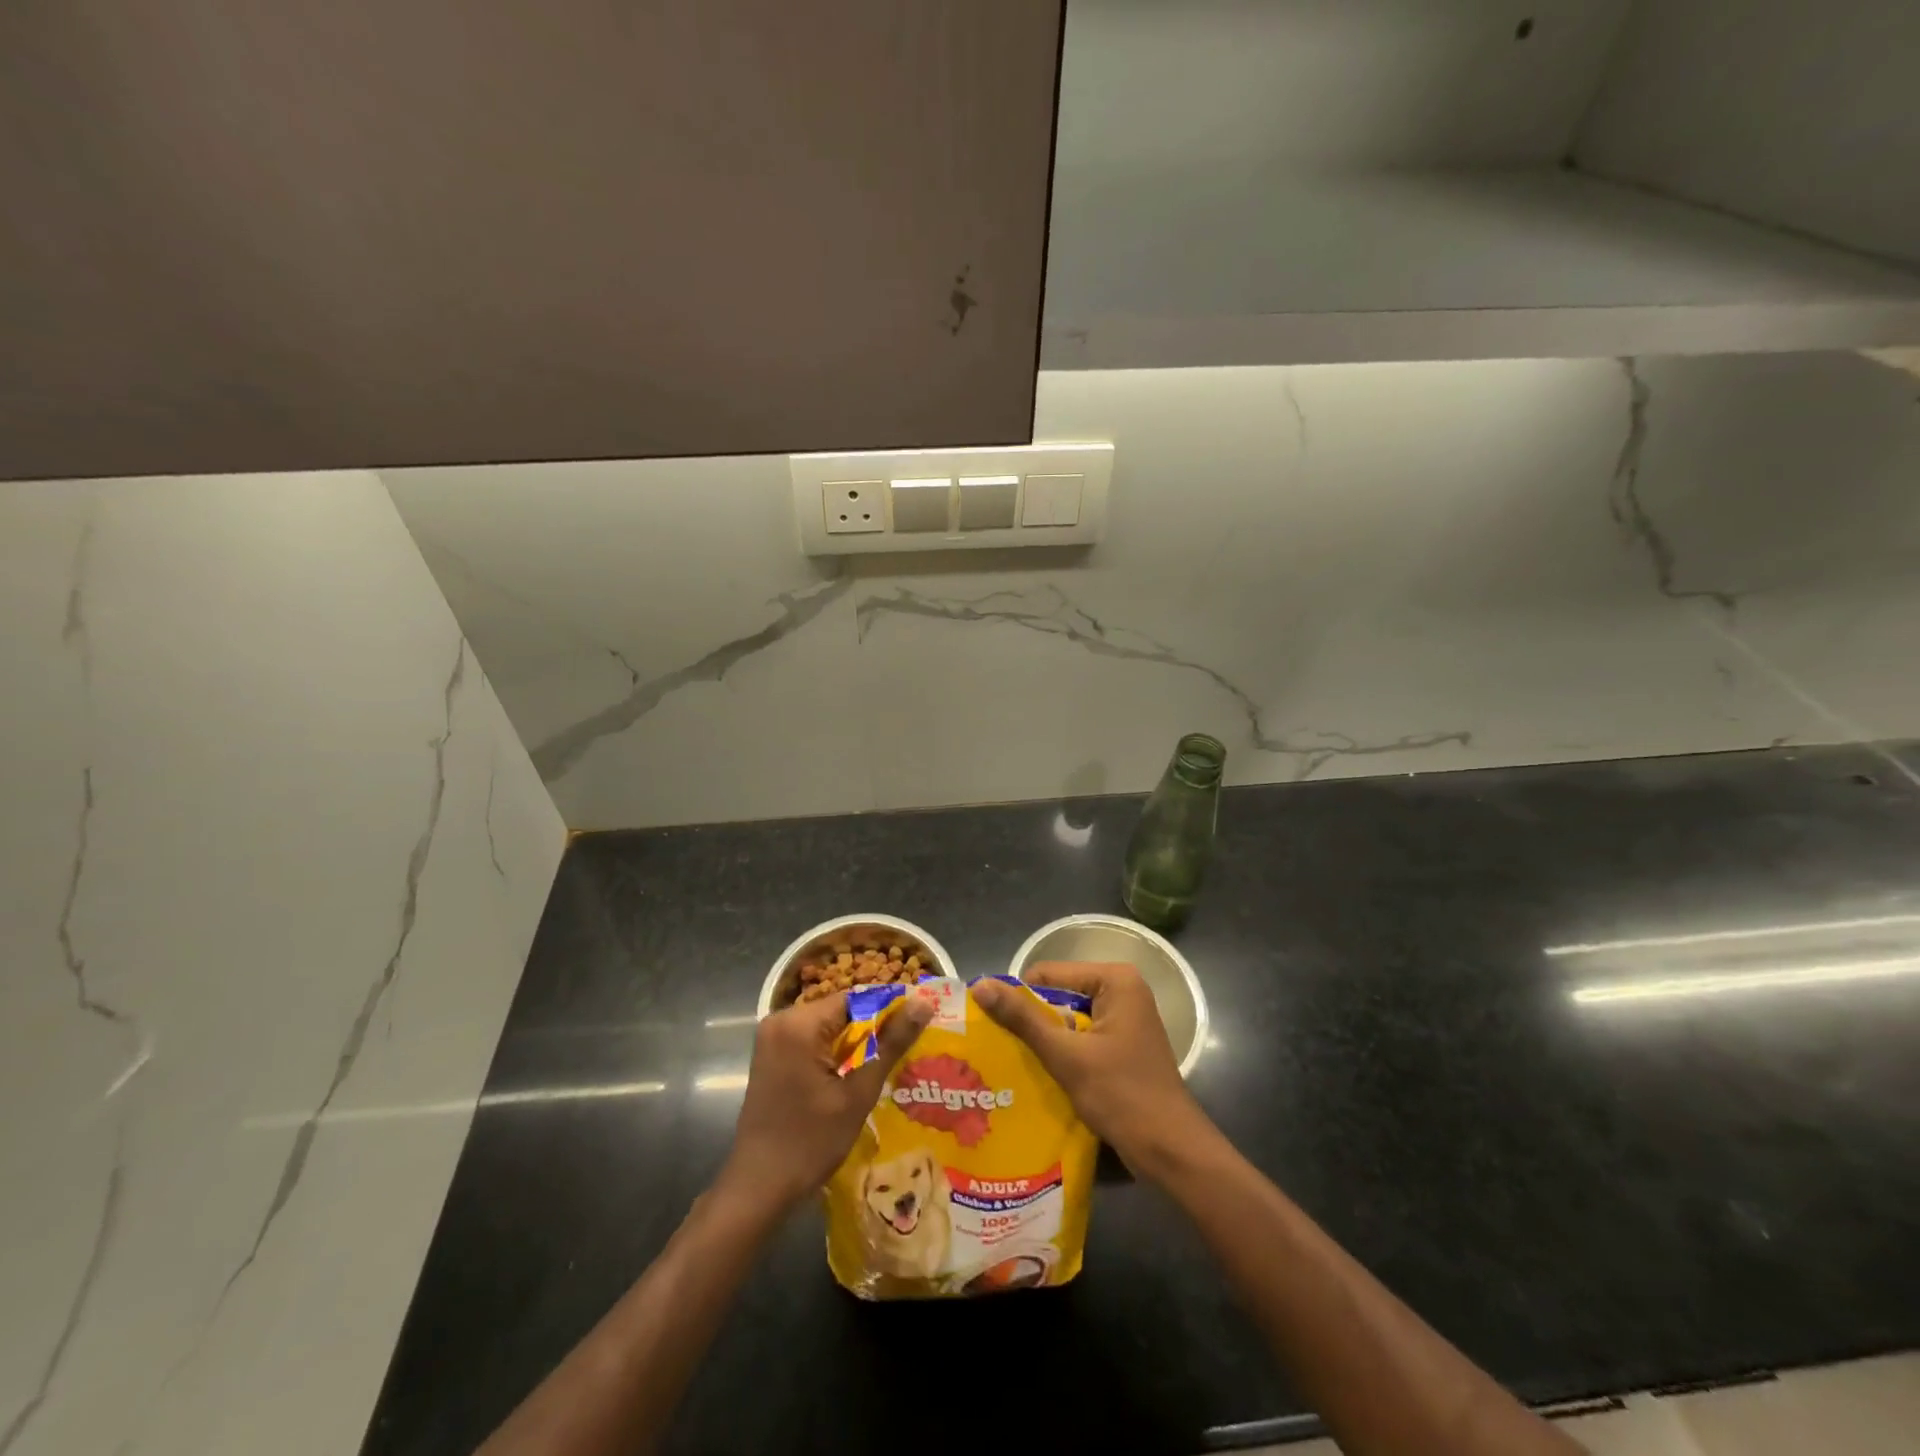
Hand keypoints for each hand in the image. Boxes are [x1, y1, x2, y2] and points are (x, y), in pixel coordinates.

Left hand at [718, 991, 933, 1213]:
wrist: (757, 1188)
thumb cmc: (810, 1142)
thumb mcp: (858, 1093)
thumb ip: (891, 1044)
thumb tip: (924, 1003)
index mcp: (799, 1023)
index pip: (857, 998)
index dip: (890, 1010)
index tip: (918, 1026)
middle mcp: (781, 1019)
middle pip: (841, 1011)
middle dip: (874, 1029)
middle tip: (908, 1049)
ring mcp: (772, 1038)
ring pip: (829, 1026)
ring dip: (856, 1043)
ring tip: (890, 1062)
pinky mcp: (771, 1055)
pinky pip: (812, 1040)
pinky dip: (835, 1053)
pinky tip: (857, 1075)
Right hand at [973, 962, 1212, 1179]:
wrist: (1171, 1152)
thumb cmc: (1122, 1095)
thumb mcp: (1066, 1055)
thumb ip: (1023, 1018)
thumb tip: (980, 985)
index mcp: (1115, 980)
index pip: (1048, 974)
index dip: (1018, 998)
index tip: (992, 1027)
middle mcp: (1122, 990)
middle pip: (1059, 995)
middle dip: (1031, 1021)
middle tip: (998, 1047)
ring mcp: (1125, 1019)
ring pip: (1069, 1020)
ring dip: (1045, 1040)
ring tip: (1011, 1061)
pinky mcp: (1123, 1046)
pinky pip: (1082, 1038)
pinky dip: (1062, 1053)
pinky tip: (1039, 1075)